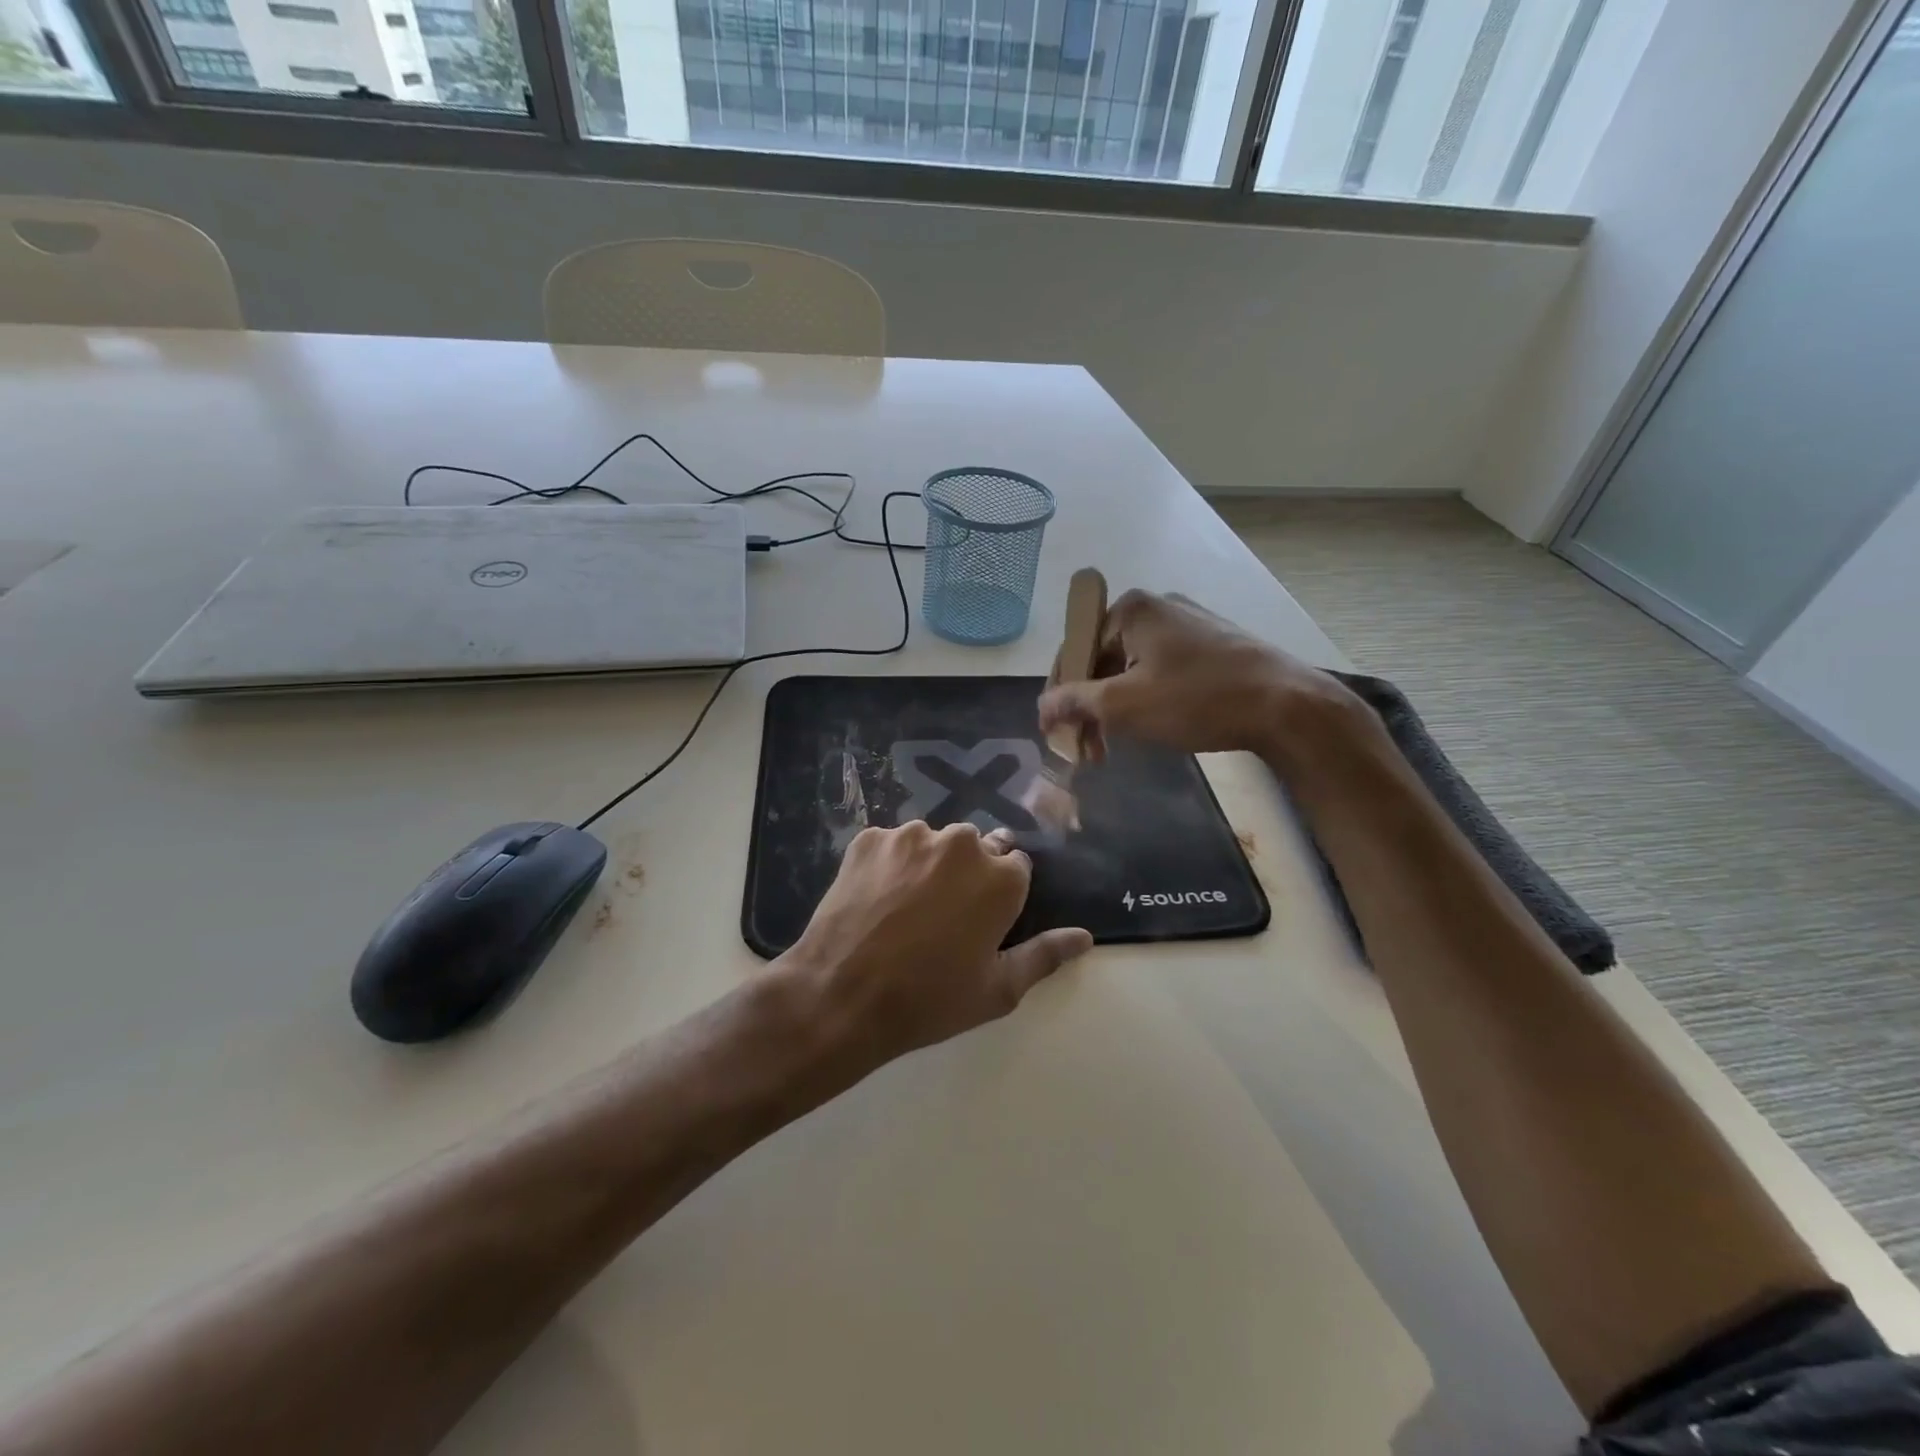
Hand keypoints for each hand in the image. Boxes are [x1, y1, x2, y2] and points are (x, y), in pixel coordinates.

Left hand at [778, 822, 1092, 1065]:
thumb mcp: (998, 990)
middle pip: (974, 849)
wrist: (841, 996)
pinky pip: (890, 846)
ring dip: (926, 866)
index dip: (999, 895)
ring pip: (931, 843)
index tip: (980, 921)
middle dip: (966, 875)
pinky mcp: (869, 838)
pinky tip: (874, 901)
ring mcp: (910, 836)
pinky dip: (888, 865)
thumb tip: (1084, 936)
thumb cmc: (929, 1000)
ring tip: (903, 911)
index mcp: (1001, 876)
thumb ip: (1045, 955)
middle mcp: (961, 843)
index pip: (1016, 865)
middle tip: (940, 919)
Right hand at [1038, 589, 1353, 759]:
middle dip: (1091, 706)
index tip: (1058, 734)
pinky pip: (1162, 669)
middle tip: (1089, 750)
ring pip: (1133, 668)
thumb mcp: (1124, 705)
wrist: (1287, 706)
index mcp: (1131, 610)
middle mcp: (1157, 607)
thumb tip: (1040, 708)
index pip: (1074, 651)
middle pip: (1103, 659)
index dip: (1060, 695)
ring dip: (1117, 707)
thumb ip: (1075, 703)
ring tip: (1116, 746)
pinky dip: (1147, 698)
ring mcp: (1189, 623)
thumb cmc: (1196, 700)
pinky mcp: (1214, 644)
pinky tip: (1153, 726)